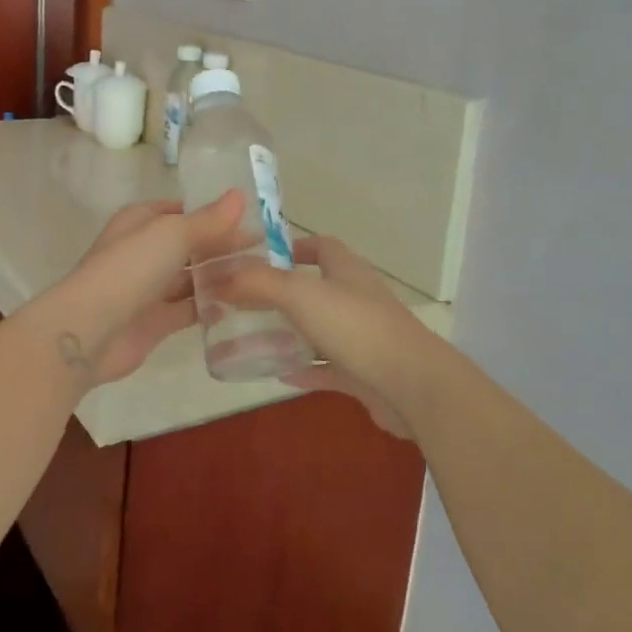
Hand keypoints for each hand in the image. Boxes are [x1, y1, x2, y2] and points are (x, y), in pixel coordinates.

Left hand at [48, 192, 245, 387]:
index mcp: (142, 221)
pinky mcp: (155, 321)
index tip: (252, 218)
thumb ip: (209, 219)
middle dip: (223, 246)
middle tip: (267, 249)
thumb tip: (240, 196)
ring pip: (191, 277)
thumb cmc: (131, 268)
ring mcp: (149, 288)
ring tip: (261, 275)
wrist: (91, 330)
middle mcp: (144, 251)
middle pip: (190, 245)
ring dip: (220, 276)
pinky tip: (241, 305)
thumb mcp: (173, 233)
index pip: (183, 211)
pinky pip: (189, 309)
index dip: (215, 213)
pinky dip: (211, 306)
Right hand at [214, 235, 448, 436]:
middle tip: (244, 305)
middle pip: (315, 289)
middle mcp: (356, 297)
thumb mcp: (300, 295)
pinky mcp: (365, 372)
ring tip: (250, 340)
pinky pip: (327, 367)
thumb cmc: (356, 326)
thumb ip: (259, 283)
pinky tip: (277, 373)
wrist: (411, 384)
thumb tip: (220, 278)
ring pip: (319, 330)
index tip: (259, 260)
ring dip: (289, 334)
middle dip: (281, 295)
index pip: (321, 246)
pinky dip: (304, 368)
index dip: (292, 247)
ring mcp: (363, 336)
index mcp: (346, 270)